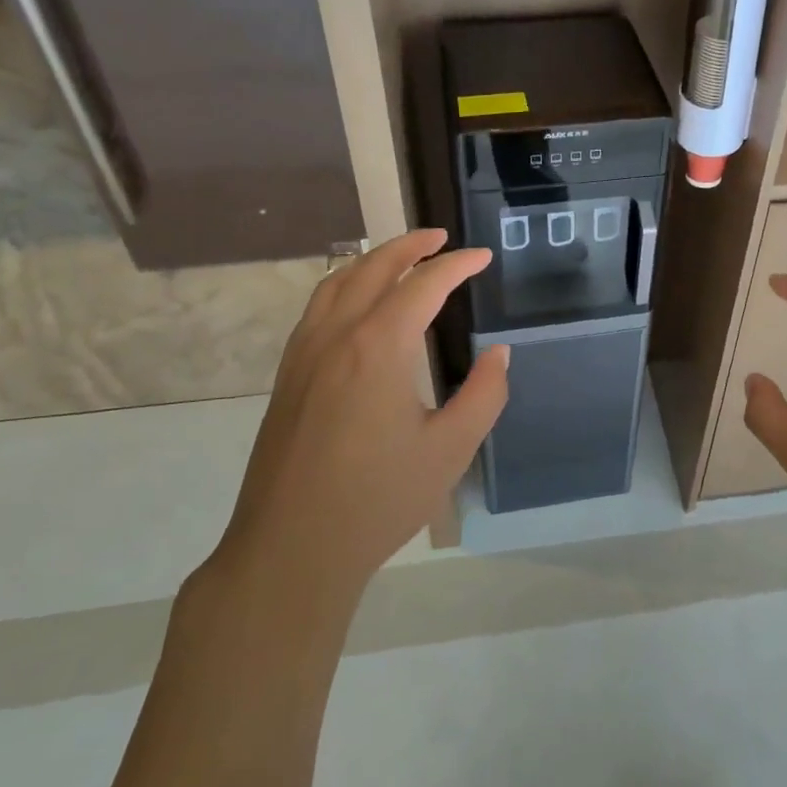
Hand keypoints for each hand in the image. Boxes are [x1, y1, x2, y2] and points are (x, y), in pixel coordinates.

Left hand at [208, 229, 507, 606]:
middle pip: (374, 268)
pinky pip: (317, 307)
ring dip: (373, 260)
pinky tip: (358, 304)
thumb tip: (498, 354)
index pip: (424, 283)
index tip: (483, 257)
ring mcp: (304, 353)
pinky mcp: (287, 375)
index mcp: (379, 346)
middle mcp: (337, 335)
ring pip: (337, 282)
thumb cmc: (377, 500)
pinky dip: (344, 285)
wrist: (290, 549)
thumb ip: (484, 395)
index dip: (458, 264)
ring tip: (402, 258)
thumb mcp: (450, 450)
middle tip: (441, 238)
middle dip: (411, 246)